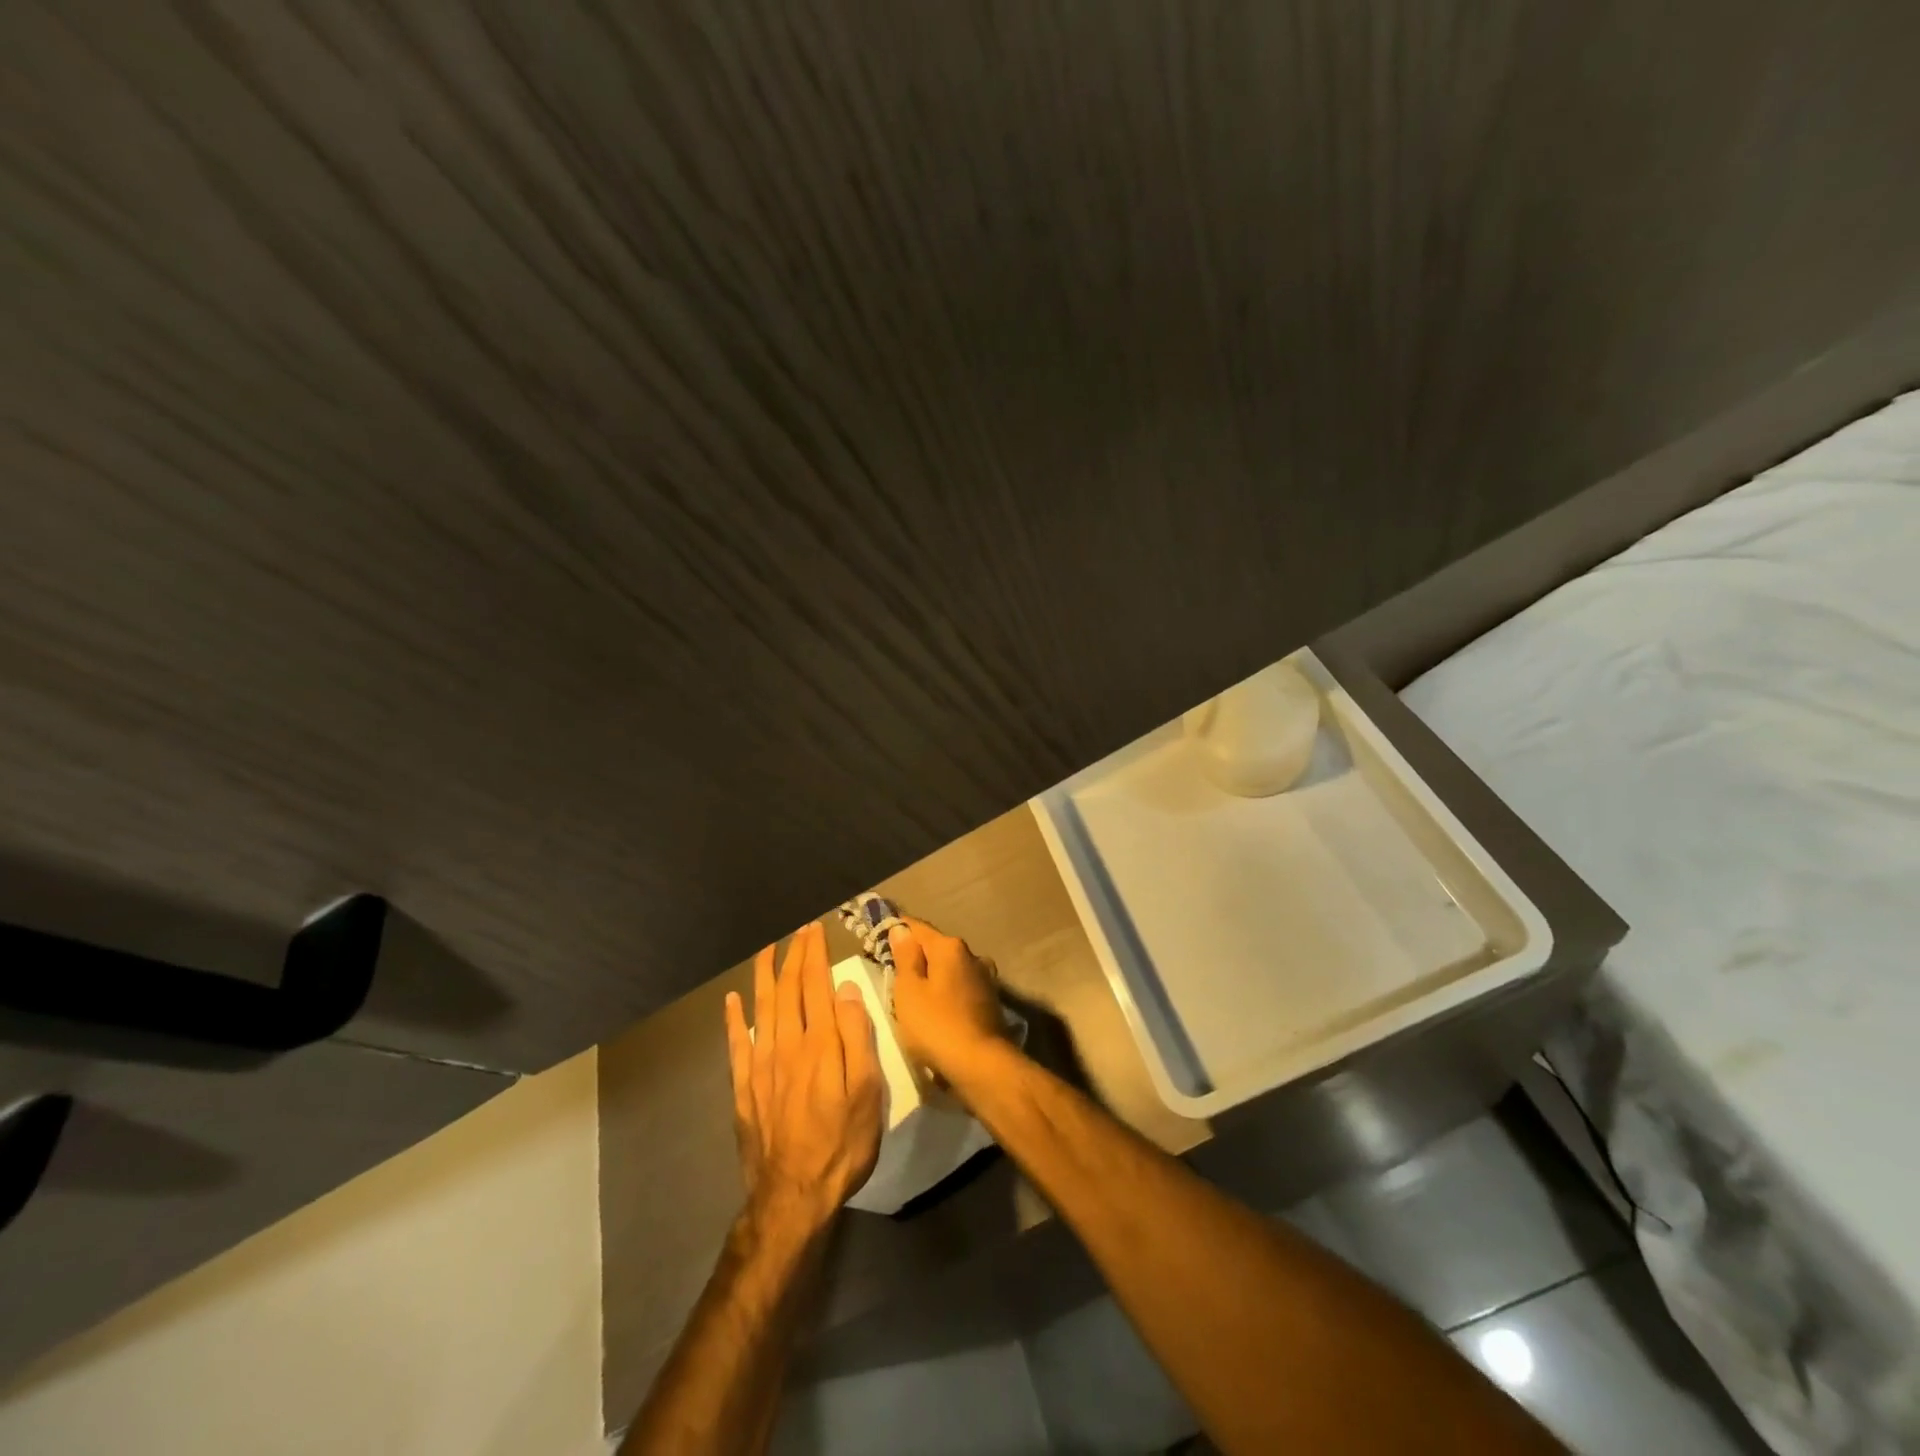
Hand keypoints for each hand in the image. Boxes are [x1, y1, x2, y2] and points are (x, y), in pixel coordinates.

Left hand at [724, 922, 882, 1232]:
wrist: (794, 1196)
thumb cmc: (843, 1143)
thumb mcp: (868, 1091)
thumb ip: (857, 1036)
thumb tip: (844, 989)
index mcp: (820, 1043)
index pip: (815, 985)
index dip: (814, 955)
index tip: (815, 930)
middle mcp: (787, 1045)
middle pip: (788, 990)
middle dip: (793, 956)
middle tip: (798, 932)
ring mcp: (761, 1066)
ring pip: (762, 1008)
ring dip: (764, 976)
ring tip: (766, 950)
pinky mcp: (744, 1088)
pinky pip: (737, 1044)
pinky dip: (735, 1019)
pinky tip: (733, 1001)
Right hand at [888, 916, 1006, 1082]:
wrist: (981, 1066)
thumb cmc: (936, 1025)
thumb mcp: (909, 991)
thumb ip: (905, 957)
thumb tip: (901, 929)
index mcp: (950, 947)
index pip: (917, 928)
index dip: (897, 929)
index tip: (878, 936)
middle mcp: (972, 956)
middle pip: (936, 948)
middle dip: (915, 956)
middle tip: (891, 971)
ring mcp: (985, 979)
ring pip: (950, 970)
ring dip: (933, 977)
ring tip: (912, 995)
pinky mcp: (990, 1002)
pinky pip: (960, 989)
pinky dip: (946, 994)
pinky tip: (936, 1010)